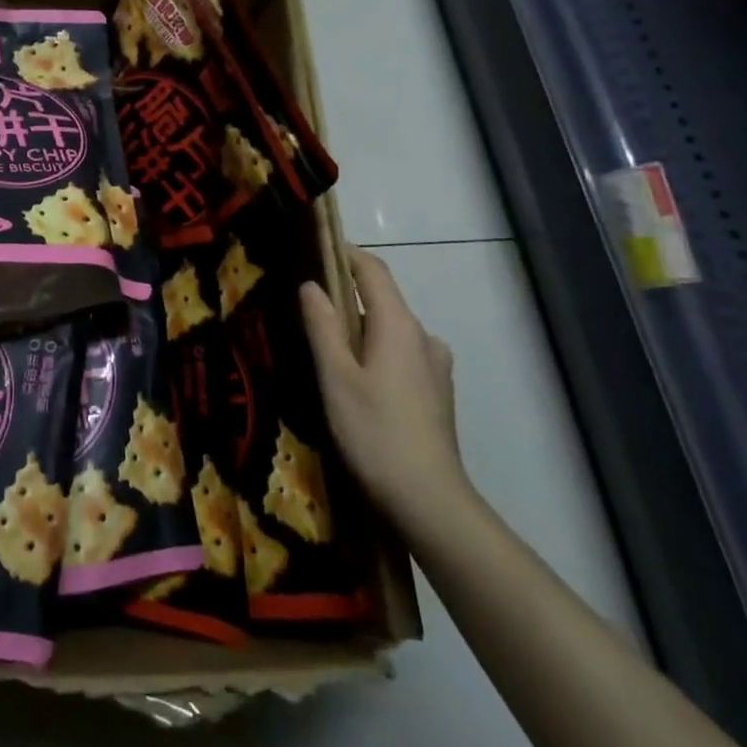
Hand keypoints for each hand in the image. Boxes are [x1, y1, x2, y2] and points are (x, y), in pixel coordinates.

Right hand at [300, 247, 467, 527]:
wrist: (430, 501)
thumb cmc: (374, 432)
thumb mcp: (336, 377)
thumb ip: (322, 326)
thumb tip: (311, 285)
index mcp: (399, 325)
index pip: (373, 271)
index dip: (346, 253)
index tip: (317, 245)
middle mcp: (423, 337)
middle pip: (382, 300)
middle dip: (347, 295)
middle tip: (308, 305)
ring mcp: (435, 367)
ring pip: (392, 330)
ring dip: (362, 329)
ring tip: (327, 348)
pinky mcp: (437, 393)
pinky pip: (402, 355)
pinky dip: (377, 352)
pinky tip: (358, 381)